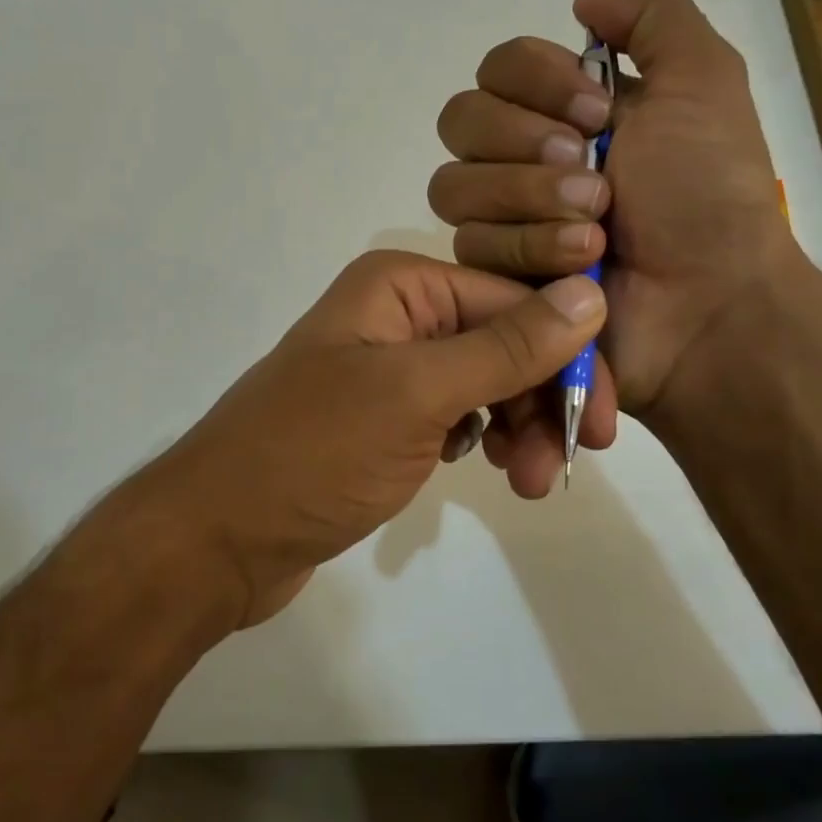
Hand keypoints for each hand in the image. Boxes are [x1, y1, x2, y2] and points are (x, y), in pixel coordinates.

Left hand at [151, 250, 603, 626]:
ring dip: (515, 426)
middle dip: (539, 399)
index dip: (566, 356)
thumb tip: (589, 294)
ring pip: (483, 382)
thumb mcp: (417, 395)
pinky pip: (454, 413)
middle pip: (501, 341)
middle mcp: (394, 315)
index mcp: (398, 285)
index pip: (513, 301)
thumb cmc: (313, 453)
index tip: (602, 425)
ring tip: (524, 483)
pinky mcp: (381, 418)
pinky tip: (481, 466)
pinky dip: (479, 437)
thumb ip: (505, 347)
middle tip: (561, 465)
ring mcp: (386, 369)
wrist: (219, 535)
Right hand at [428, 0, 797, 417]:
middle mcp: (522, 155)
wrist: (711, 301)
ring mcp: (502, 216)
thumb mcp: (704, 83)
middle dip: (525, 142)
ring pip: (453, 185)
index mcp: (566, 108)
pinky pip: (468, 243)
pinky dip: (530, 247)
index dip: (534, 81)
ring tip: (596, 227)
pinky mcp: (493, 271)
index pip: (497, 67)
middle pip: (460, 119)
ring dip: (529, 199)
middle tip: (592, 168)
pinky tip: (581, 264)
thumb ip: (653, 19)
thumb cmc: (707, 192)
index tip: (598, 112)